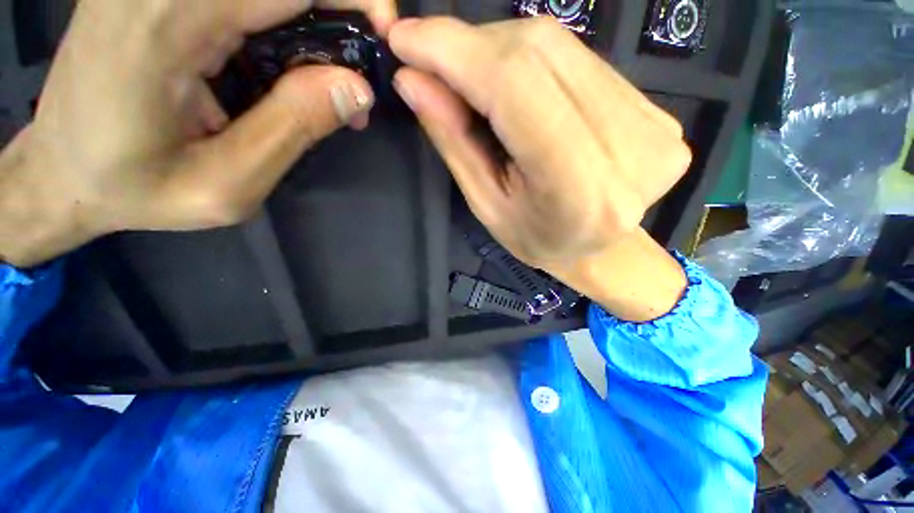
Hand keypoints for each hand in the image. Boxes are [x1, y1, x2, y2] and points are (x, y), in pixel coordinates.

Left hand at [0, 0, 396, 267]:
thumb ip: (294, 129)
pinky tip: (290, 68)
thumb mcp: (226, 184)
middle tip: (356, 76)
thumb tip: (357, 88)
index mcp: (164, 26)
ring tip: (328, 84)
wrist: (61, 173)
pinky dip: (281, 23)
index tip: (385, 36)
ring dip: (310, 25)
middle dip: (336, 13)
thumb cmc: (135, 190)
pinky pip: (241, 0)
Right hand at [389, 17, 691, 320]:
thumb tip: (412, 80)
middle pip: (540, 53)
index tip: (405, 38)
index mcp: (579, 191)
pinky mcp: (658, 111)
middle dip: (473, 47)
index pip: (516, 88)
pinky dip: (534, 61)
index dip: (455, 51)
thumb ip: (455, 142)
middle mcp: (628, 150)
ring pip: (561, 46)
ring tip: (473, 79)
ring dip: (501, 52)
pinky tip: (516, 86)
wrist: (597, 250)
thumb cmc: (536, 239)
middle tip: (434, 62)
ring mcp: (654, 124)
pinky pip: (581, 59)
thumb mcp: (486, 205)